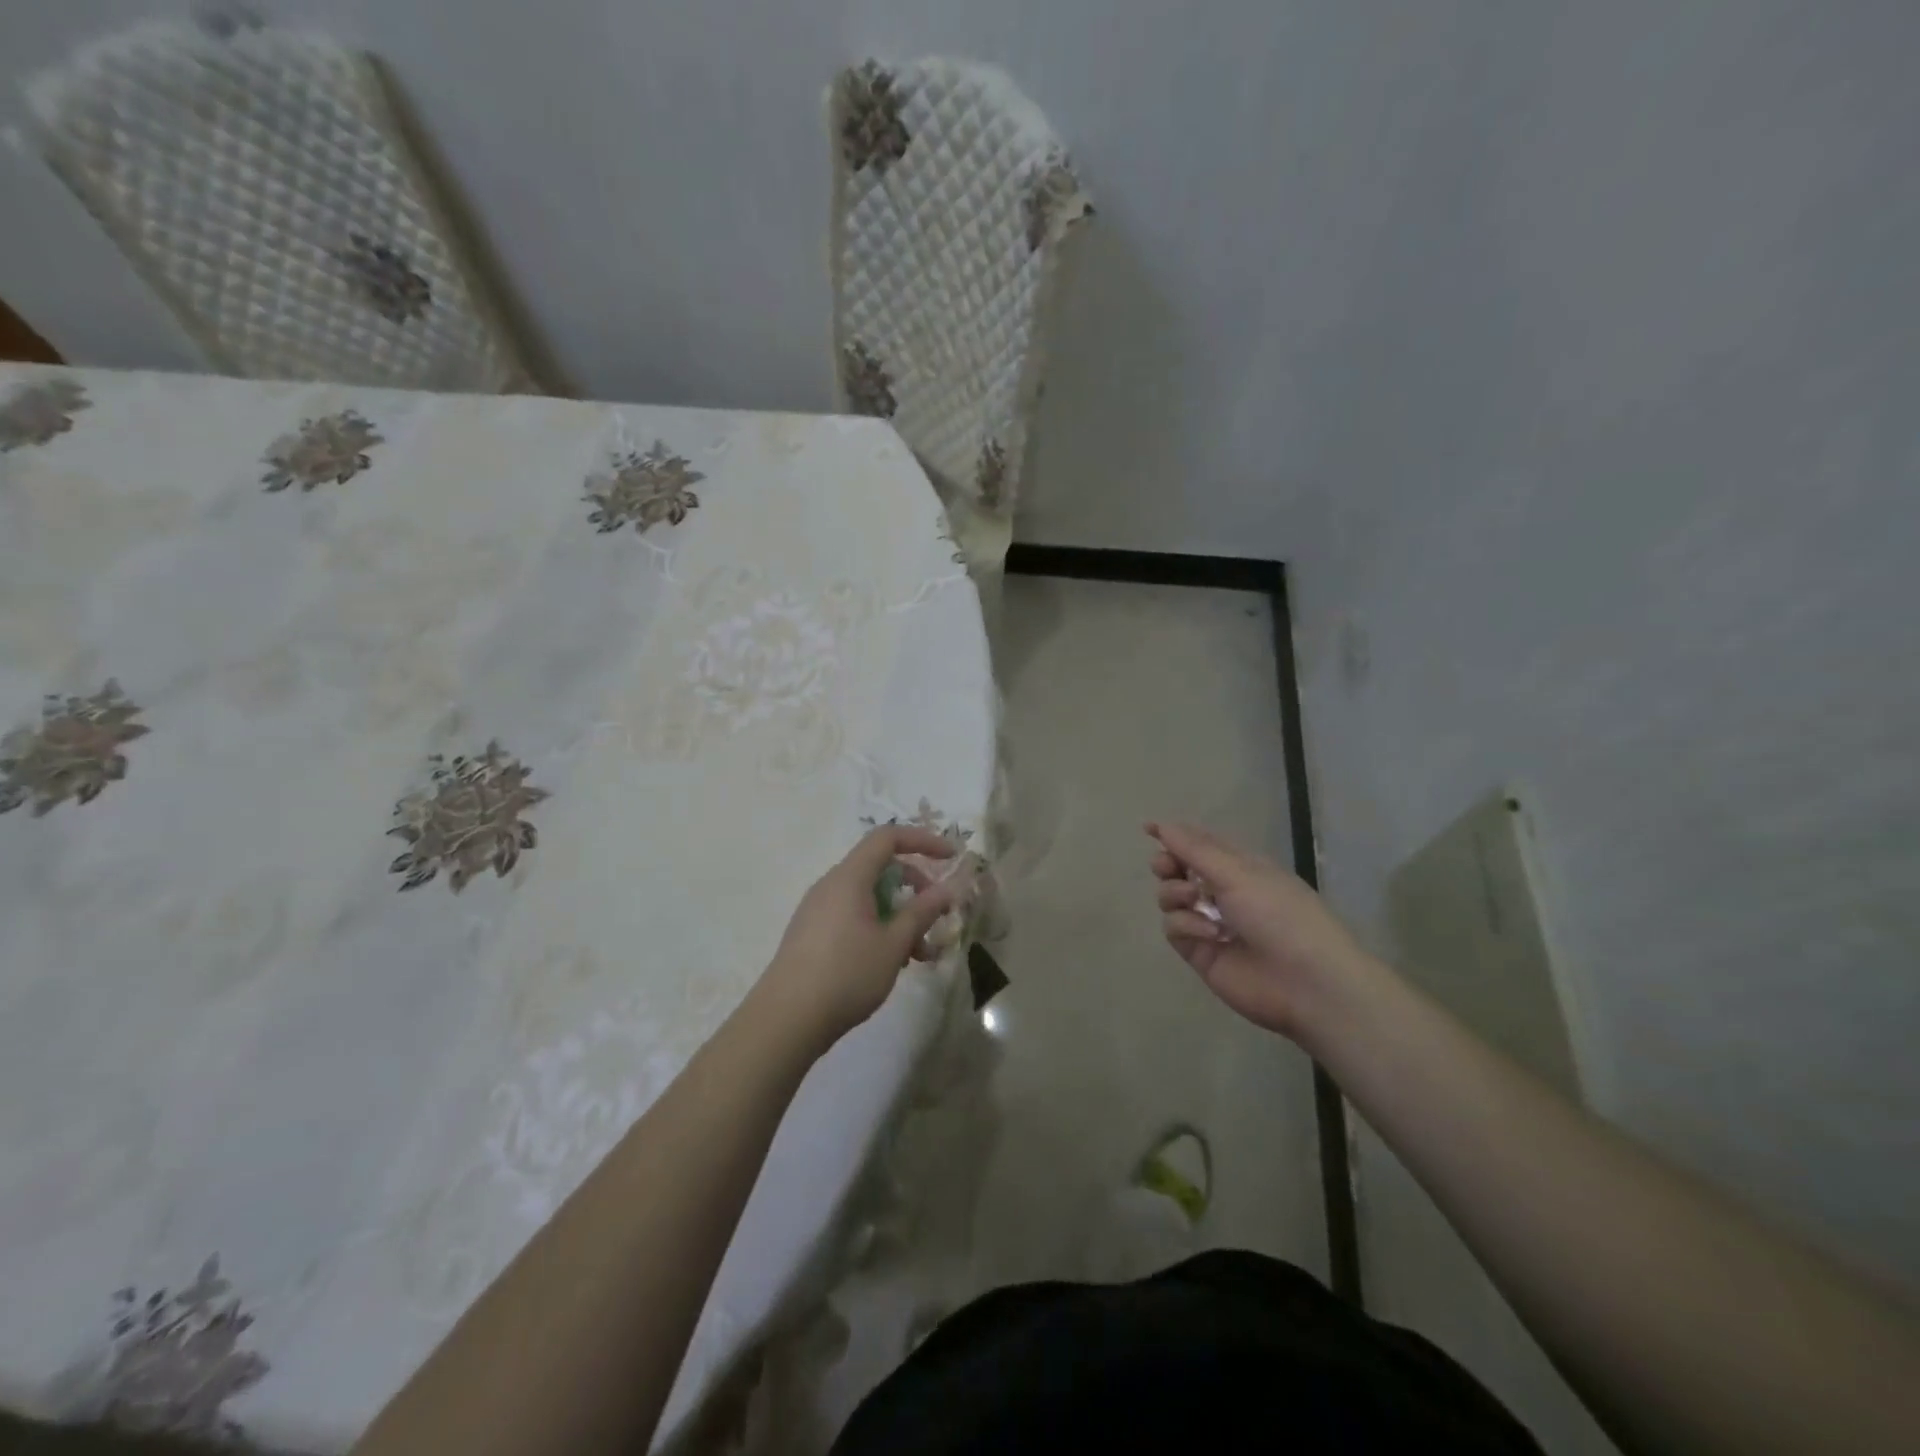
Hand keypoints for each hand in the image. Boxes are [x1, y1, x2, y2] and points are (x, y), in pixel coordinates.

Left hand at [757, 824, 960, 1049]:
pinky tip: (892, 963)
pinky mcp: (812, 934)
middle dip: (915, 885)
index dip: (923, 841)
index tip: (951, 857)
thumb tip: (948, 888)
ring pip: (868, 897)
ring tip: (921, 954)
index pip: (887, 838)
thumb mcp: (894, 944)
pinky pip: (853, 916)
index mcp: (849, 878)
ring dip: (899, 915)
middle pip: (879, 867)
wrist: (785, 1020)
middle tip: (938, 912)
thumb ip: (922, 912)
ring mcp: (818, 910)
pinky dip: (878, 928)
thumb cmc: (846, 974)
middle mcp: (831, 885)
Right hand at [1148, 821, 1374, 1040]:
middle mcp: (1222, 892)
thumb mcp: (1238, 872)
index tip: (1148, 829)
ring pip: (1169, 897)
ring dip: (1175, 893)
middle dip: (1167, 864)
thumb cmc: (1280, 914)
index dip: (1175, 835)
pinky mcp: (1199, 952)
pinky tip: (1210, 934)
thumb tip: (1161, 825)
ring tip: (1193, 901)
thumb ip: (1194, 849)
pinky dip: (1186, 926)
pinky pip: (1174, 928)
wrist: (1306, 982)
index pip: (1201, 843)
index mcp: (1240, 867)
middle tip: (1166, 867)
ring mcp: (1209, 922)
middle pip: (1178, 869)